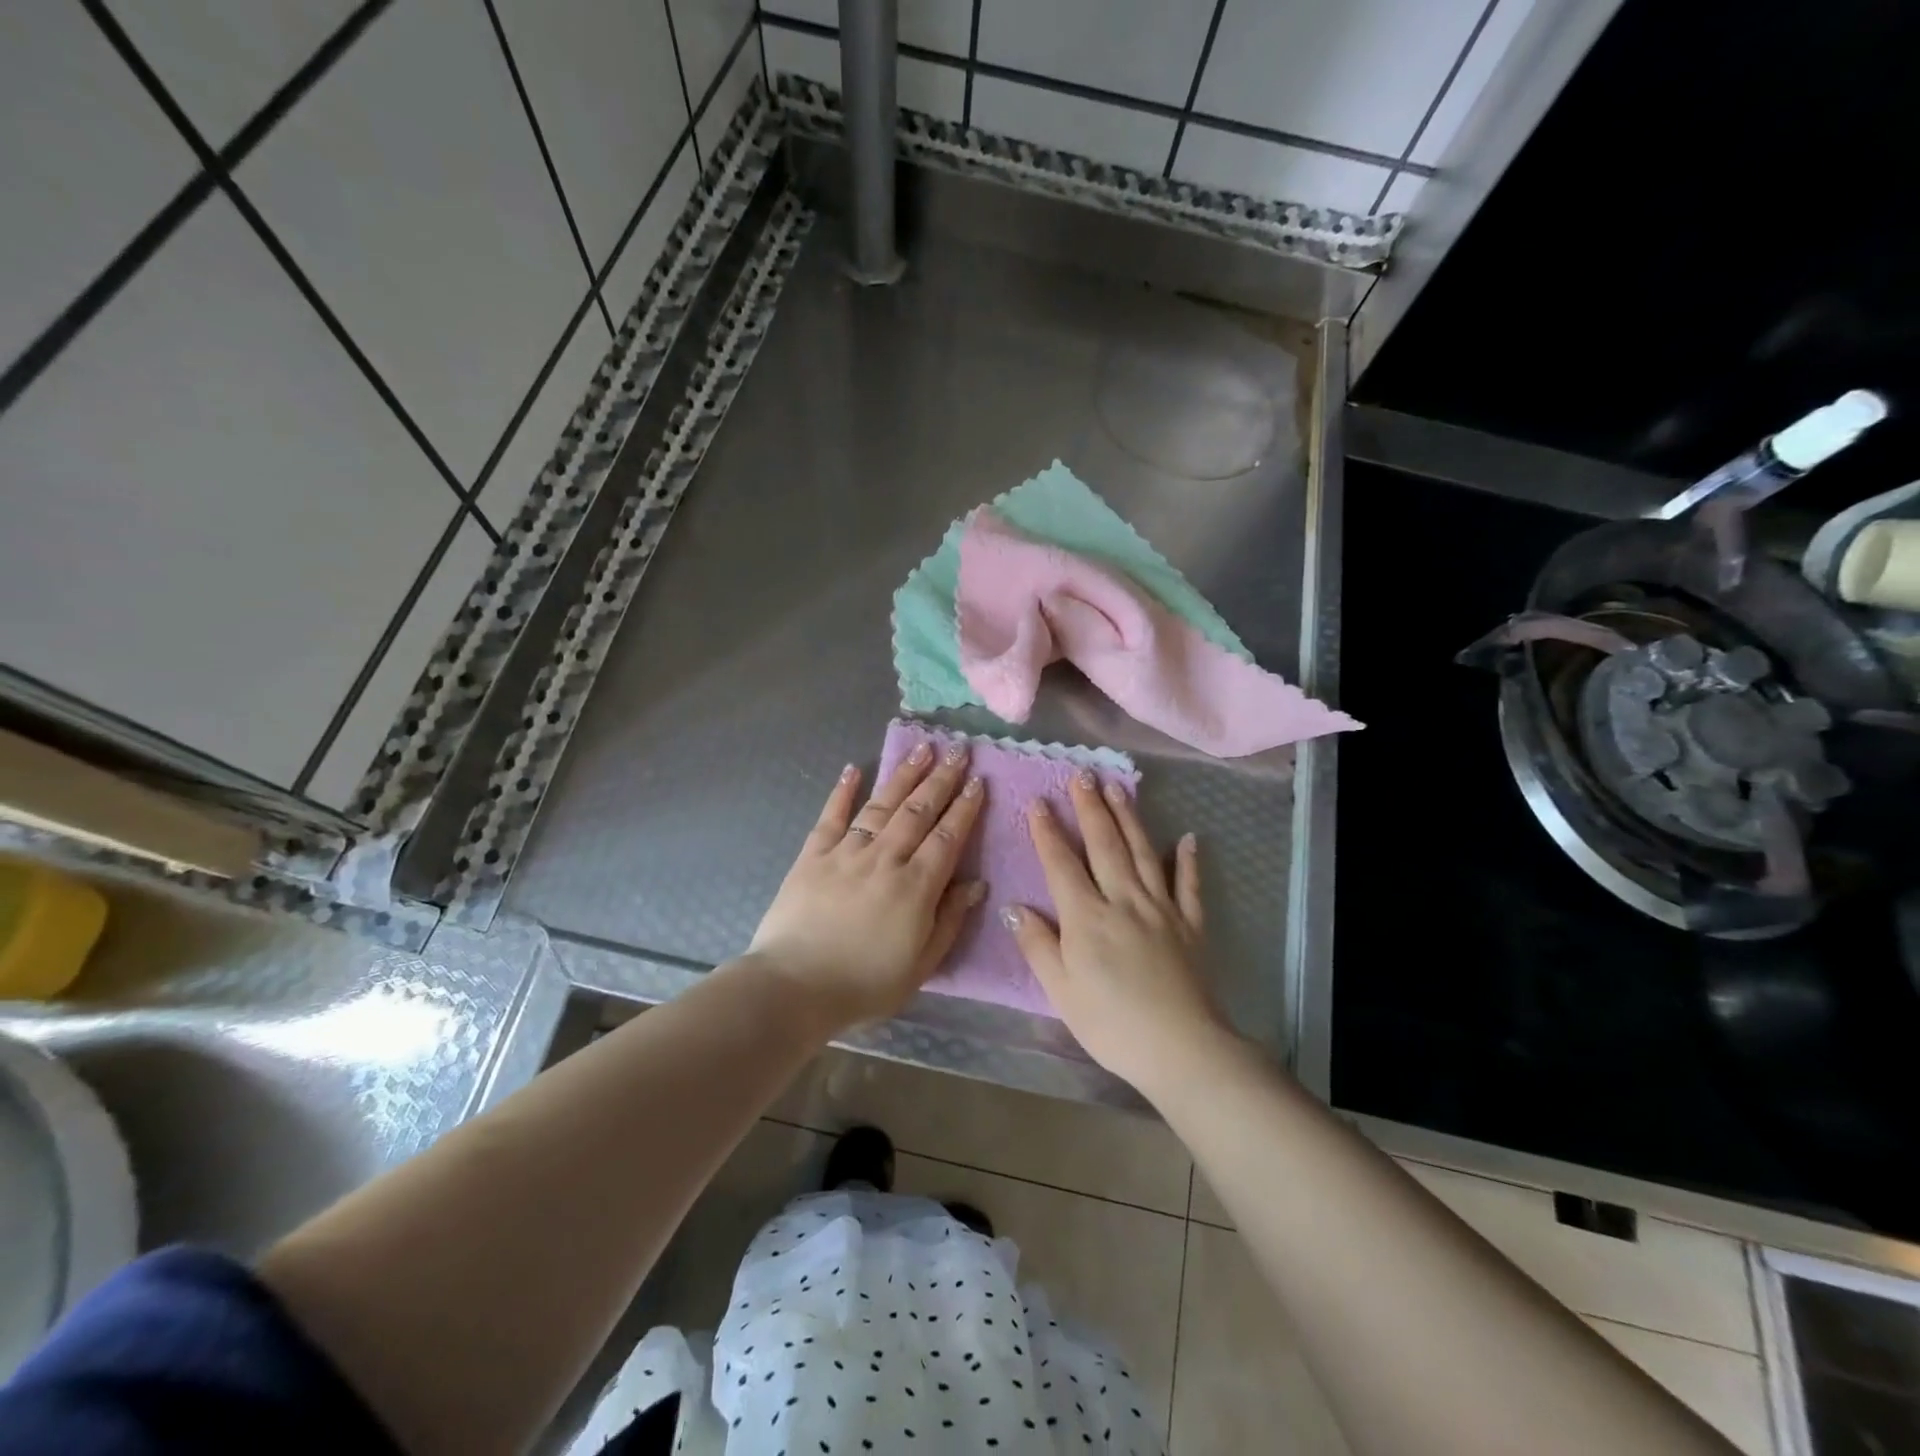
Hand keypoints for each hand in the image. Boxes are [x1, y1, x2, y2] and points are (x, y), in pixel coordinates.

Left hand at [749, 740, 986, 1031]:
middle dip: (941, 778)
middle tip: (958, 749)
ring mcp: (846, 853)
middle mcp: (884, 859)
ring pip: (881, 805)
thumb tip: (977, 883)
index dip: (965, 807)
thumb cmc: (864, 985)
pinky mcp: (812, 856)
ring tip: (921, 747)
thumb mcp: (921, 965)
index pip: (948, 837)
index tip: (979, 780)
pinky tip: (853, 769)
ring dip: (903, 775)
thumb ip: (950, 920)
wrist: (793, 988)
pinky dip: (842, 791)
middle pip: (918, 811)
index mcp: (915, 887)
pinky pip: (831, 817)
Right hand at [1004, 771, 1228, 1091]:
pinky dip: (1188, 860)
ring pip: (1143, 853)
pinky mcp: (1191, 925)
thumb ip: (1038, 945)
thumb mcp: (1060, 990)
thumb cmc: (1110, 1024)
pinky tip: (1187, 838)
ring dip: (1129, 818)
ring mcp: (1161, 909)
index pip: (1061, 863)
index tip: (1038, 801)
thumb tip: (1015, 906)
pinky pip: (1189, 885)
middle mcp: (1123, 900)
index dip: (1047, 831)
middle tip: (1082, 774)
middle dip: (1090, 807)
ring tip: (1119, 787)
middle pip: (1104, 845)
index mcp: (1086, 916)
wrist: (1181, 1048)